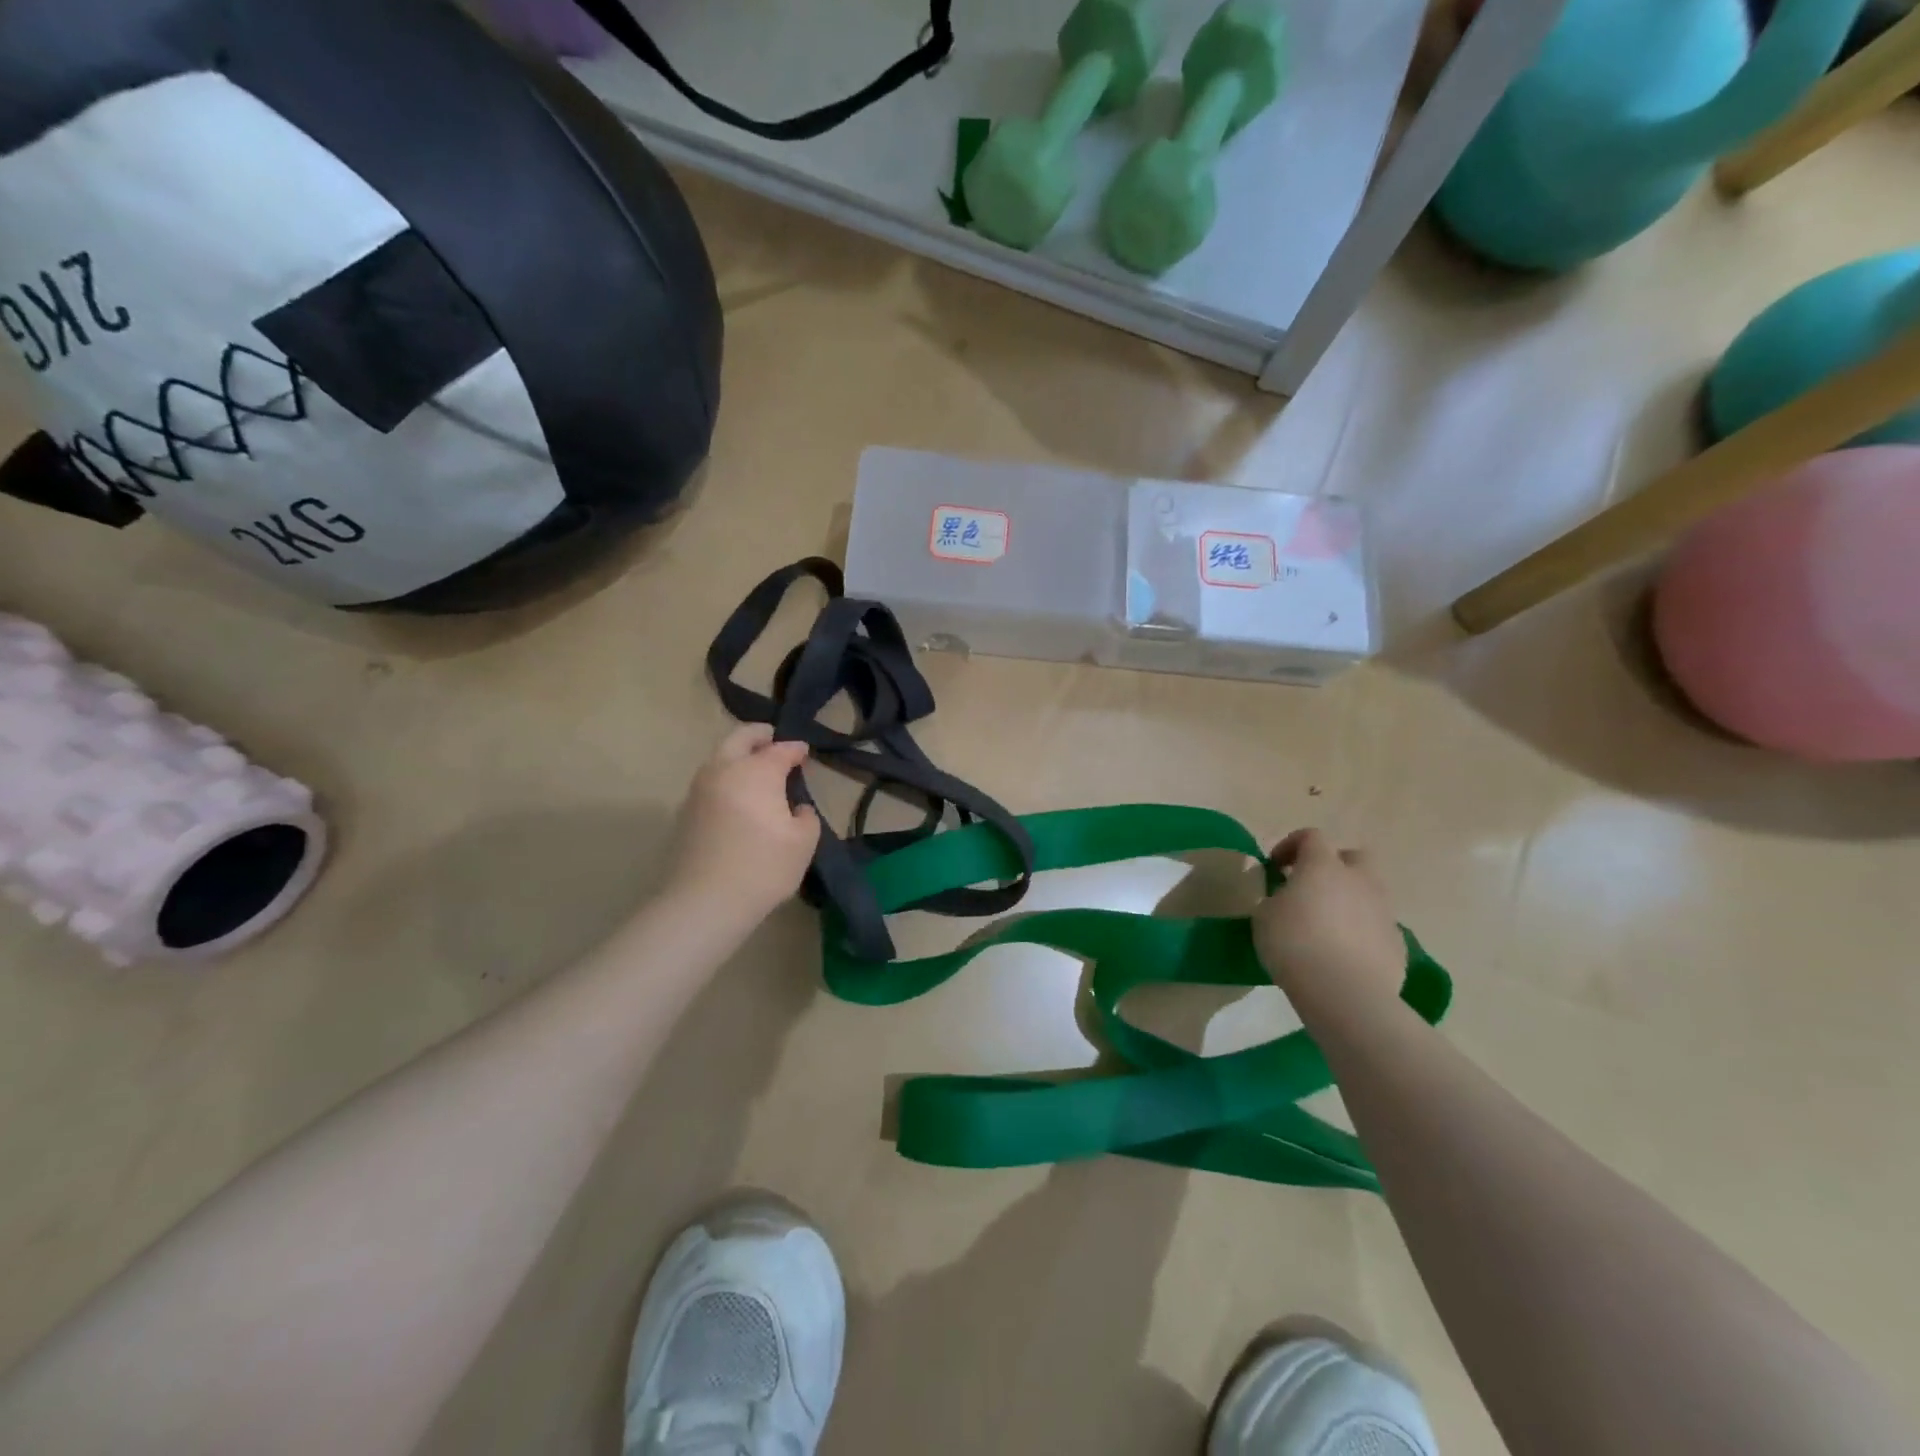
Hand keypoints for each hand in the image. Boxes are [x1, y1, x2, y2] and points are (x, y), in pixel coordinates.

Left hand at [665, 725, 819, 923]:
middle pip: (739, 739)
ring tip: (756, 768)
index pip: (780, 750)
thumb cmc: (763, 867)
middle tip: (772, 739)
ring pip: (719, 759)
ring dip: (738, 756)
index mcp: (756, 771)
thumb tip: (796, 808)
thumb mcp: (803, 842)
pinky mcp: (685, 812)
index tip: (805, 752)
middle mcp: (724, 770)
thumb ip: (806, 817)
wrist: (704, 902)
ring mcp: (699, 790)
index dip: (795, 749)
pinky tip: (738, 796)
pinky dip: (726, 778)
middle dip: (758, 736)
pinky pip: (710, 782)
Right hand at [1253, 829, 1406, 1017]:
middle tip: (1312, 887)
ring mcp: (1383, 912)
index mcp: (1323, 866)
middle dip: (1334, 865)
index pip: (1311, 837)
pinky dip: (1362, 932)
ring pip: (1369, 893)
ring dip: (1350, 900)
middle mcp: (1359, 880)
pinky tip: (1344, 954)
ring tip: (1328, 926)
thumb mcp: (1264, 916)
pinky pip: (1377, 927)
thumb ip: (1277, 898)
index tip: (1276, 866)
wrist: (1344, 992)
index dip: (1291, 845)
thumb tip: (1288, 898)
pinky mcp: (1397, 944)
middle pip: (1354, 857)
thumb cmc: (1294, 944)